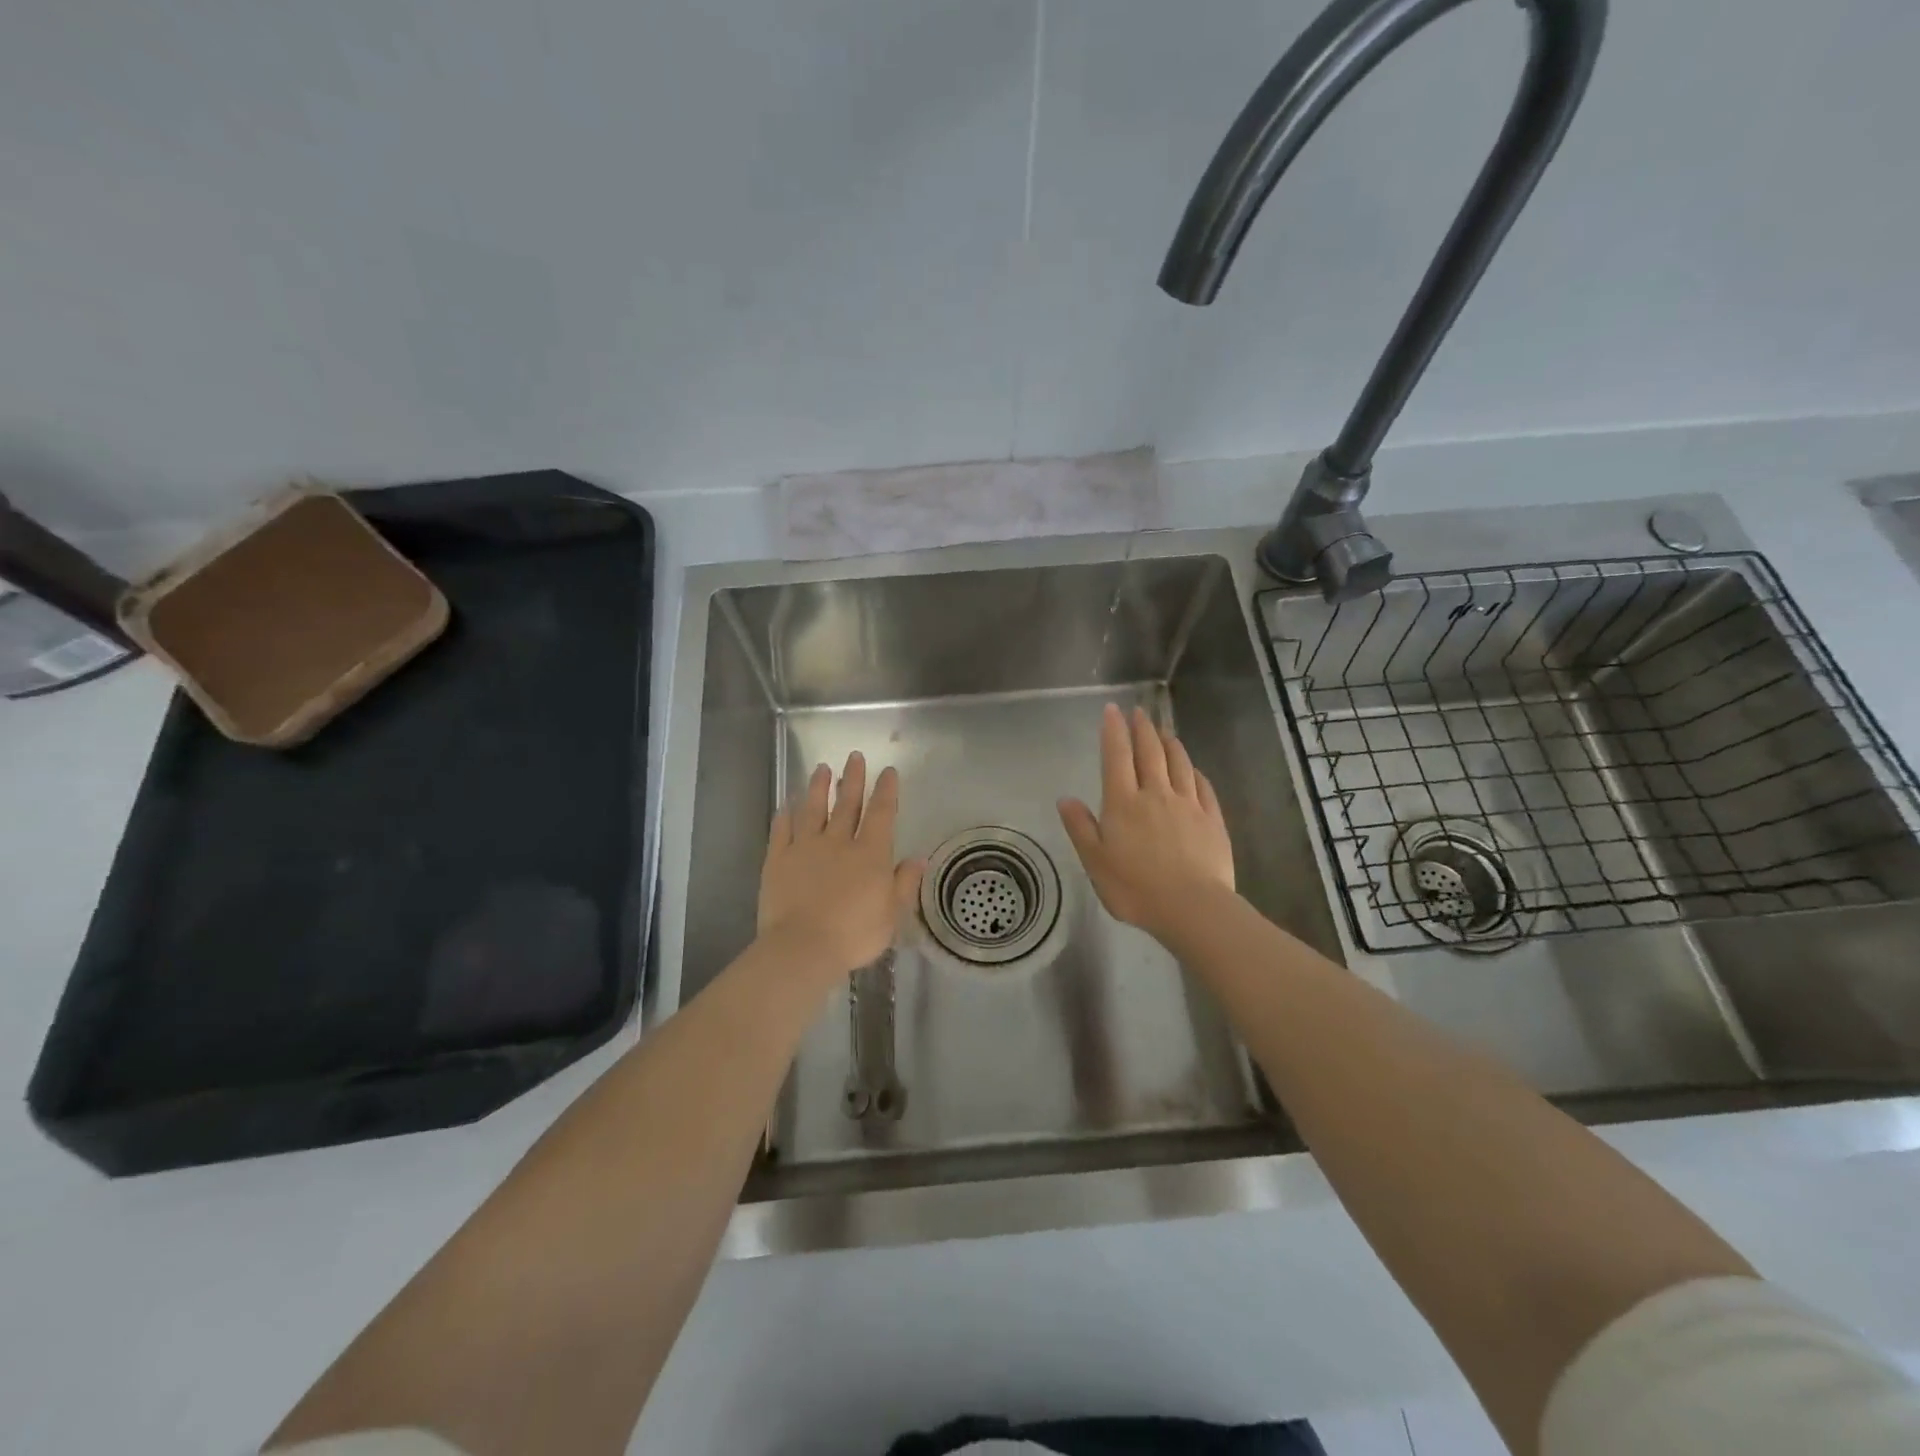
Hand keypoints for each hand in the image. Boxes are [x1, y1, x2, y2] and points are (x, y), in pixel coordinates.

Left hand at [758, 751, 924, 987]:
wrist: (802, 947)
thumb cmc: (854, 934)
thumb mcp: (891, 914)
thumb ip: (904, 883)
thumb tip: (919, 858)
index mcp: (870, 854)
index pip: (881, 813)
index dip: (886, 790)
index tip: (888, 771)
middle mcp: (838, 842)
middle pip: (847, 804)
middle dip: (852, 779)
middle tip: (854, 756)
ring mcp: (805, 848)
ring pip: (813, 810)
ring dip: (818, 788)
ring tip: (821, 769)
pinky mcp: (778, 860)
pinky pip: (781, 830)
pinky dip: (785, 815)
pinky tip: (786, 804)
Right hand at [1058, 703, 1235, 940]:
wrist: (1191, 907)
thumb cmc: (1135, 888)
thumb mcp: (1095, 862)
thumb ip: (1081, 827)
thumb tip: (1065, 799)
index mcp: (1123, 802)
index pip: (1116, 757)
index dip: (1114, 731)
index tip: (1113, 710)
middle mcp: (1156, 794)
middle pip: (1150, 753)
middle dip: (1143, 729)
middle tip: (1139, 712)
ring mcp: (1188, 805)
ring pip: (1179, 764)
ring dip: (1170, 744)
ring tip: (1165, 732)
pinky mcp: (1212, 820)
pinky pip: (1203, 787)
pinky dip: (1195, 772)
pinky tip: (1194, 770)